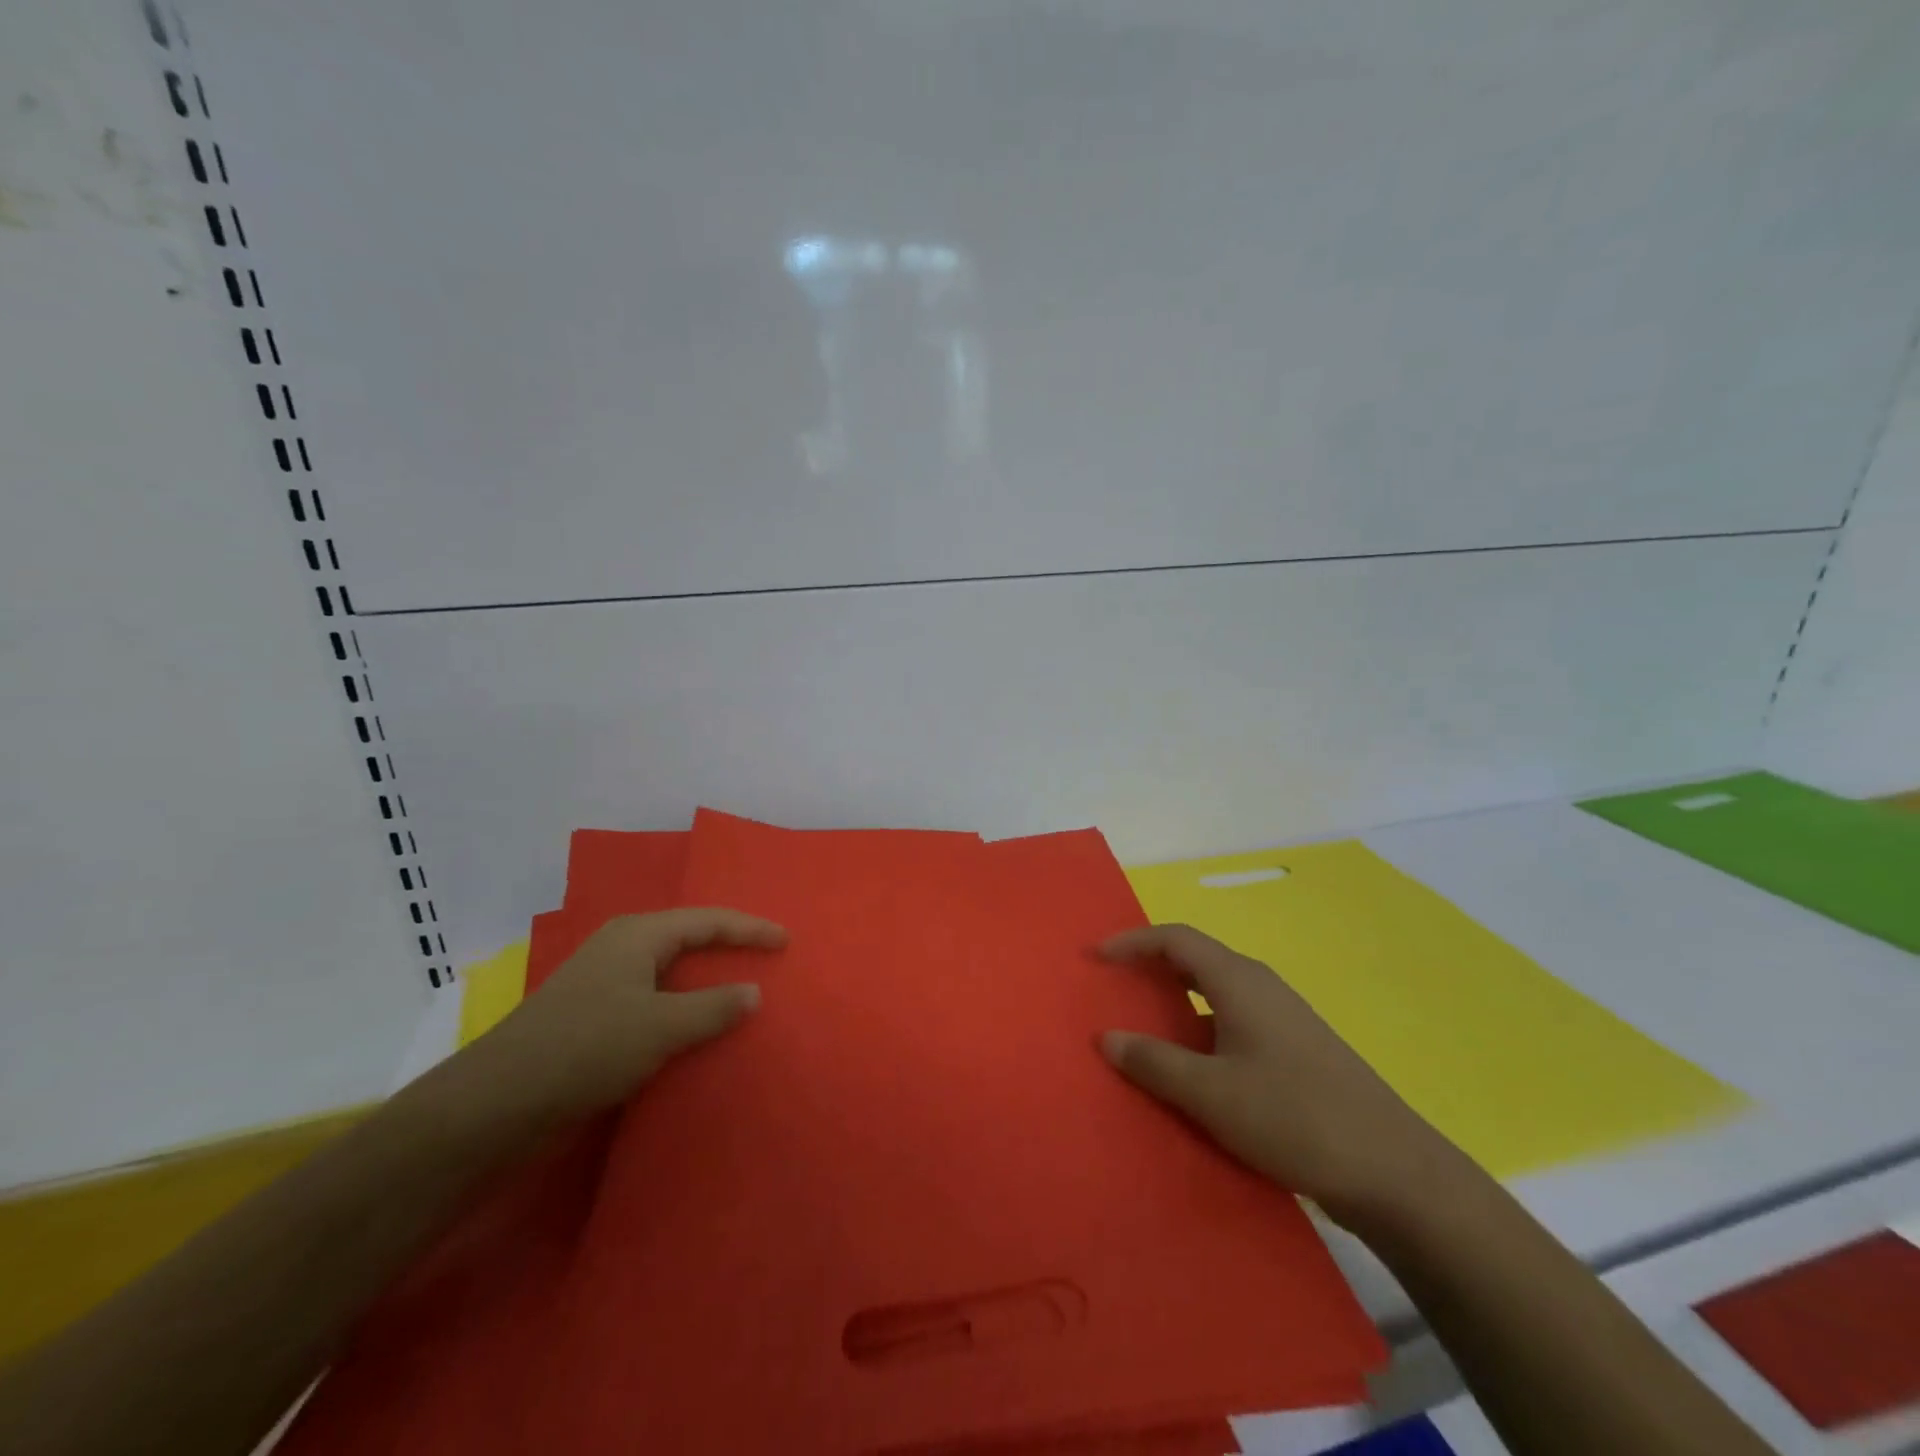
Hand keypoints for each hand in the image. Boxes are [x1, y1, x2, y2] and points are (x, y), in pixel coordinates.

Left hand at [468, 908, 786, 1124]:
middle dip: (728, 950)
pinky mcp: (595, 1021)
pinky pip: (654, 1004)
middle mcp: (622, 950)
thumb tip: (754, 992)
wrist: (496, 1105)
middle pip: (688, 941)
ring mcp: (605, 986)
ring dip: (705, 985)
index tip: (786, 941)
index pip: (708, 920)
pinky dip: (683, 1012)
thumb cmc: (586, 1048)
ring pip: (670, 975)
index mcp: (639, 935)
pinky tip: (698, 1033)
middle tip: (766, 962)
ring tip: (742, 997)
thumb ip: (713, 1007)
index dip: (749, 929)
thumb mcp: (659, 1025)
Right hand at [1100, 924, 1467, 1226]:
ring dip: (1175, 1003)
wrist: (1394, 1172)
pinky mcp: (1297, 1051)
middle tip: (1113, 988)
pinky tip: (1193, 1071)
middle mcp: (1262, 987)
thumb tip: (1106, 1037)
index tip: (1095, 958)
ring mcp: (1284, 1019)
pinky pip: (1233, 1022)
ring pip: (1216, 994)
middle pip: (1195, 959)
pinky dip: (1201, 1031)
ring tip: (1143, 1030)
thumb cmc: (1293, 1117)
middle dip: (1151, 968)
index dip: (1132, 942)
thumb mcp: (1211, 1093)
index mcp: (1239, 981)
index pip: (1175, 938)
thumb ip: (1153, 1062)